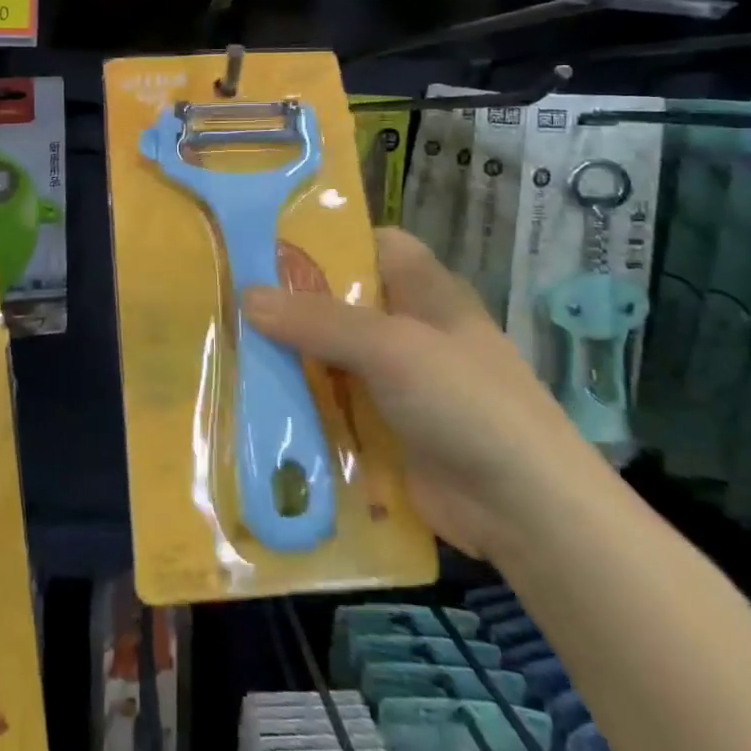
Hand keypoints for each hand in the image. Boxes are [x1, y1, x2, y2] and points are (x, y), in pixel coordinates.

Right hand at [242, 227, 599, 559]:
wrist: (525, 510)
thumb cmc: (466, 402)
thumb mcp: (391, 347)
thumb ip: (318, 320)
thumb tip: (245, 295)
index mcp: (425, 291)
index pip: (373, 244)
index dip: (327, 239)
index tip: (266, 245)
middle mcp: (410, 328)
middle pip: (342, 302)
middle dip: (291, 302)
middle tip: (227, 299)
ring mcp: (398, 382)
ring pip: (333, 356)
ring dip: (290, 358)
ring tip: (226, 348)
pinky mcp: (385, 428)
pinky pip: (334, 405)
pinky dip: (302, 403)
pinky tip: (254, 402)